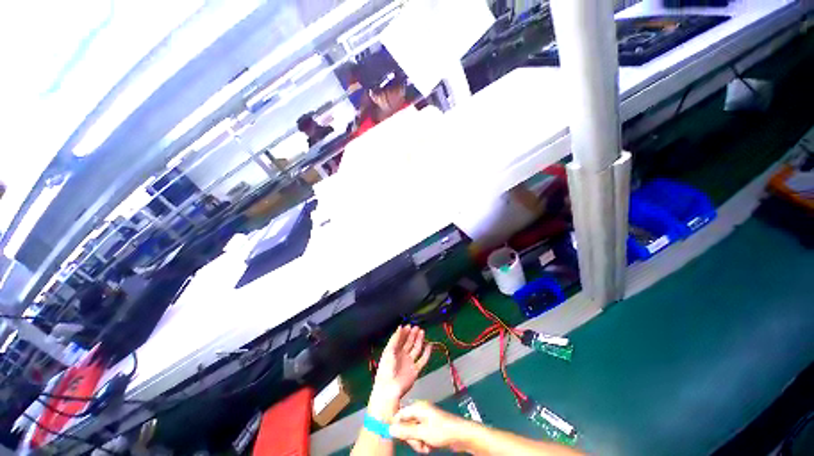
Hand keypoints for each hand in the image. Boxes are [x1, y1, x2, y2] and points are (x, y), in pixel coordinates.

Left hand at [368, 326, 431, 418]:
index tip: (409, 326)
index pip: (400, 339)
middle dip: (412, 334)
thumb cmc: (386, 370)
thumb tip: (399, 327)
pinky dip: (427, 353)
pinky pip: (423, 360)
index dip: (405, 332)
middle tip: (416, 327)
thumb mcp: (388, 351)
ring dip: (419, 340)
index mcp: (393, 352)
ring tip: (422, 332)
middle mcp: (402, 356)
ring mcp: (409, 363)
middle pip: (409, 343)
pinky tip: (429, 345)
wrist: (389, 390)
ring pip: (416, 349)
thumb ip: (395, 338)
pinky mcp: (415, 370)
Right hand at [389, 401, 470, 453]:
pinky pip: (420, 437)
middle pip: (406, 426)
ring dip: (417, 442)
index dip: (396, 425)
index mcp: (417, 407)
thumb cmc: (442, 430)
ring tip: (426, 446)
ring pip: (412, 434)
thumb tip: (390, 429)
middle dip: (410, 438)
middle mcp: (420, 412)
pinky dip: (423, 443)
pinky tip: (430, 446)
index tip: (395, 437)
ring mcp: (425, 420)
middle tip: (418, 443)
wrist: (460, 436)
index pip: (400, 414)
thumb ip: (405, 431)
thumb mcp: (422, 432)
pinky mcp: (429, 428)